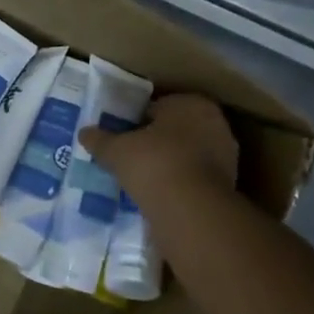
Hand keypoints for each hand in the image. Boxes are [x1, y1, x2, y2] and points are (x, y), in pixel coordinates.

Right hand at [79, 93, 237, 211]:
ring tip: (144, 179)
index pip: (159, 106)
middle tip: (131, 156)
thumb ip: (101, 140)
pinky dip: (181, 184)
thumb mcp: (117, 150)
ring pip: (189, 154)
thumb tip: (83, 133)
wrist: (192, 210)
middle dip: (157, 141)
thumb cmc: (154, 163)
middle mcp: (215, 123)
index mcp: (191, 103)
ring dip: (170, 163)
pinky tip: (161, 195)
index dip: (138, 120)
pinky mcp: (229, 186)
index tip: (123, 136)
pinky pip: (196, 178)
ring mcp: (226, 156)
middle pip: (176, 129)